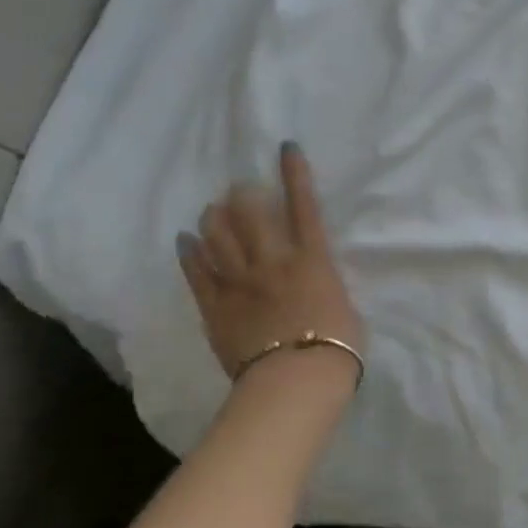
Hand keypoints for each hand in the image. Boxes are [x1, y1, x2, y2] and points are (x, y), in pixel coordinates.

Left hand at [177, 143, 364, 381]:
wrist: (297, 378)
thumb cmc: (337, 344)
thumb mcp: (343, 303)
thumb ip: (323, 283)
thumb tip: (314, 280)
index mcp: (312, 259)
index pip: (303, 206)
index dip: (295, 174)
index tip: (285, 148)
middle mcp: (274, 261)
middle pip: (251, 215)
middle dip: (243, 194)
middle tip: (239, 188)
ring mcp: (241, 282)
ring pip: (219, 237)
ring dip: (214, 218)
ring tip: (213, 209)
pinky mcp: (216, 306)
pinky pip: (198, 272)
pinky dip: (190, 253)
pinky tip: (184, 240)